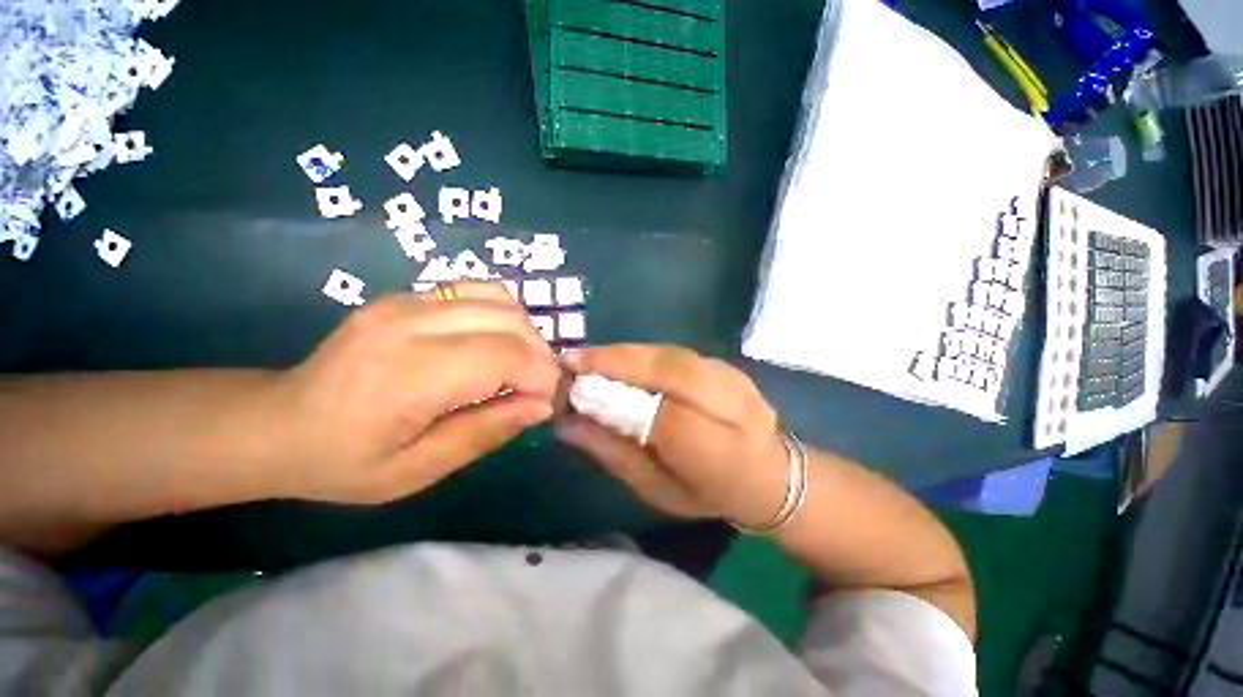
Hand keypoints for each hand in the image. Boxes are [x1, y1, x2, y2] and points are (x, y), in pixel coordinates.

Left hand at [265, 283, 560, 503]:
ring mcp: (407, 300)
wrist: (276, 422)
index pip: (507, 355)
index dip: (541, 377)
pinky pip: (477, 291)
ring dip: (525, 333)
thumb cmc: (343, 461)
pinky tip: (495, 343)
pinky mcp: (406, 295)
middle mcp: (412, 322)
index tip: (543, 403)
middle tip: (535, 387)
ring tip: (520, 365)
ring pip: (501, 299)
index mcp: (411, 372)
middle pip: (511, 321)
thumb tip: (541, 406)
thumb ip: (484, 433)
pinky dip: (503, 316)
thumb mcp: (416, 470)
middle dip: (540, 355)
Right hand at [554, 345, 789, 526]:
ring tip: (589, 358)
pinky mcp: (726, 365)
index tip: (571, 384)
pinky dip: (642, 354)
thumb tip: (566, 424)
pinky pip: (676, 353)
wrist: (768, 473)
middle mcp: (731, 406)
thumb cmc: (707, 492)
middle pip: (668, 370)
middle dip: (615, 361)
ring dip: (626, 354)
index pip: (662, 414)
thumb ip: (614, 454)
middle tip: (571, 360)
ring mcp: (733, 378)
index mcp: (718, 452)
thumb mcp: (657, 489)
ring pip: (670, 355)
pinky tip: (620, 360)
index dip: (615, 394)